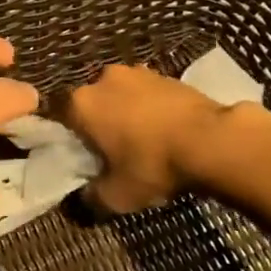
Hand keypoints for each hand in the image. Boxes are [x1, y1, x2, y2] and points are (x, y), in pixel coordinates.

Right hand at [62, 63, 226, 212]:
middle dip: (99, 122)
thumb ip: (93, 197)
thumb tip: (84, 198)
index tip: (81, 154)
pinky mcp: (166, 74)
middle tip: (112, 150)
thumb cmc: (152, 165)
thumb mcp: (117, 196)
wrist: (211, 140)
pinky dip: (151, 109)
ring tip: (143, 141)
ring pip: (120, 95)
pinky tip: (165, 131)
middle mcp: (102, 79)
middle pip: (91, 103)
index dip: (68, 136)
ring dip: (126, 112)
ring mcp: (136, 72)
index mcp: (81, 103)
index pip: (59, 115)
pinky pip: (147, 93)